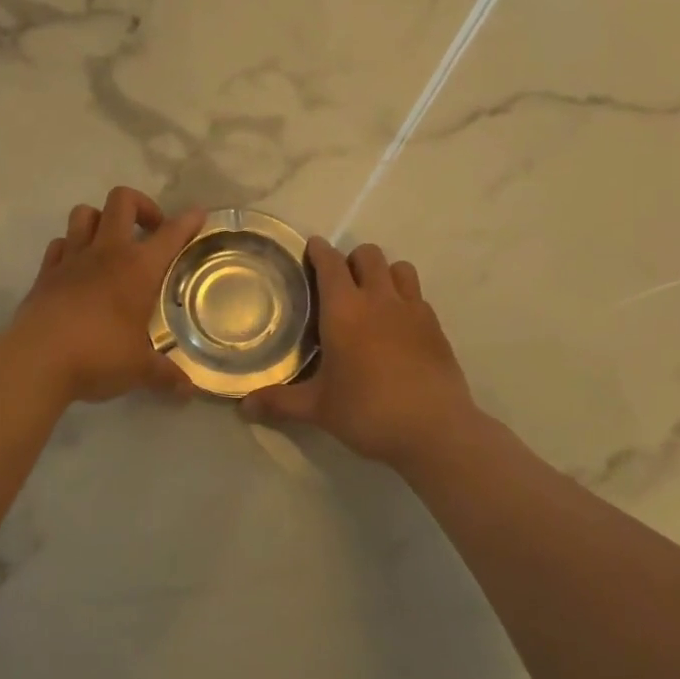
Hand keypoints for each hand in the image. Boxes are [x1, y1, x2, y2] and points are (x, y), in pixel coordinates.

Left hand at [7, 187, 205, 403]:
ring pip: (85, 213)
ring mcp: (72, 258)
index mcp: (138, 268)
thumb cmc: (98, 356)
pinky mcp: (45, 272)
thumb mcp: (139, 369)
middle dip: (140, 205)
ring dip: (101, 220)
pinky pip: (59, 243)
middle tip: (150, 230)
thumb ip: (165, 375)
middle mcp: (107, 252)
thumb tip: (189, 391)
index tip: (198, 215)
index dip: (188, 220)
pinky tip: (77, 267)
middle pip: (121, 200)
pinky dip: (70, 247)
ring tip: (111, 243)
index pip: (170, 233)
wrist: (36, 361)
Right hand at [240, 237, 478, 468]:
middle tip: (340, 282)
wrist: (435, 430)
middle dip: (352, 259)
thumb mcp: (318, 409)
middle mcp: (379, 299)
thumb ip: (280, 402)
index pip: (331, 263)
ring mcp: (412, 310)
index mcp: (344, 310)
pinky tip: (398, 325)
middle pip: (368, 255)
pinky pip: (418, 296)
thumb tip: (243, 407)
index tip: (311, 249)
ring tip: (373, 296)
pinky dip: (405, 298)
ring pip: (399, 268)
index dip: (319, 251)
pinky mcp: (436, 327)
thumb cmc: (368, 412)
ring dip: (384, 273)